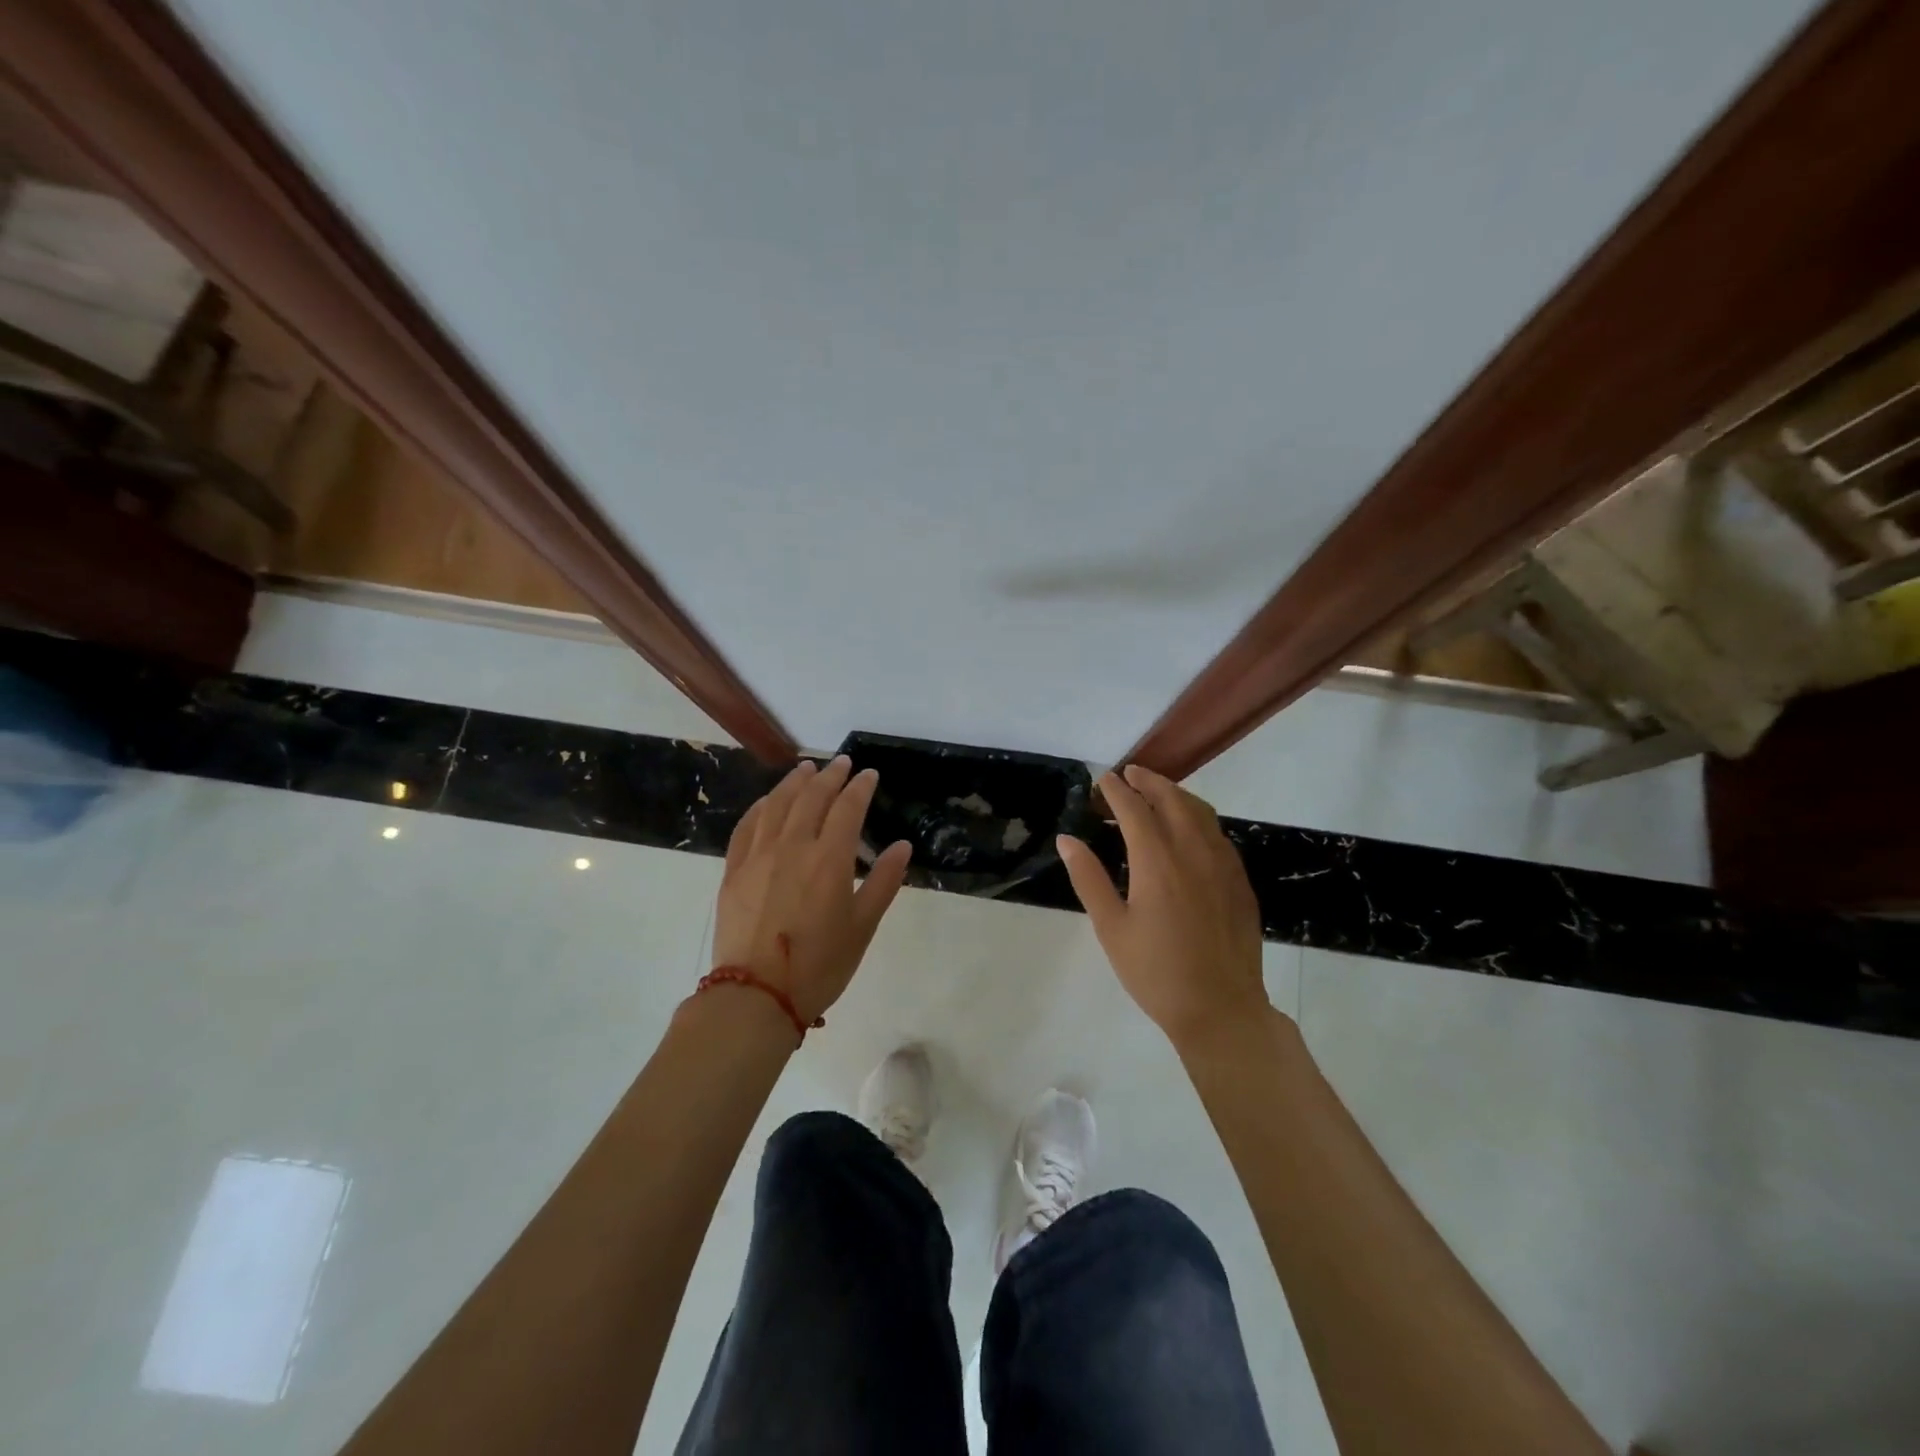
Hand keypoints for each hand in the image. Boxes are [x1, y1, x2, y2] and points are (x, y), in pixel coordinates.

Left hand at [712, 756, 912, 1024]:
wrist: (756, 996)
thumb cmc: (819, 965)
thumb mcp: (863, 926)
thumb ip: (884, 881)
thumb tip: (903, 846)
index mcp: (829, 859)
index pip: (847, 808)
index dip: (860, 787)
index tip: (869, 774)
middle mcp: (793, 847)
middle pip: (812, 797)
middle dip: (830, 775)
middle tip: (841, 763)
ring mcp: (758, 856)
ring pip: (777, 804)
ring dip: (794, 782)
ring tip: (806, 768)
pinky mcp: (734, 870)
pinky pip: (747, 826)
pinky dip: (761, 806)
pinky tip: (769, 801)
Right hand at [1057, 764, 1269, 1047]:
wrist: (1221, 1009)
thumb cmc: (1156, 973)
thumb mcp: (1111, 928)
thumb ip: (1088, 879)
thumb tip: (1067, 840)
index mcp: (1157, 861)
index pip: (1134, 809)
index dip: (1116, 790)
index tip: (1103, 779)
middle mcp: (1193, 851)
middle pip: (1172, 799)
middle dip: (1149, 781)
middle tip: (1130, 773)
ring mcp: (1223, 864)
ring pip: (1201, 812)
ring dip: (1176, 794)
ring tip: (1158, 792)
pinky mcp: (1239, 881)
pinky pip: (1218, 833)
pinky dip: (1198, 817)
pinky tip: (1190, 830)